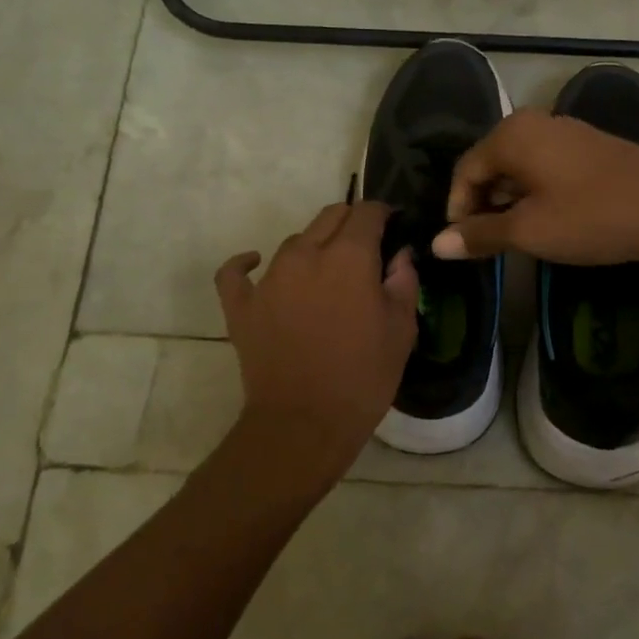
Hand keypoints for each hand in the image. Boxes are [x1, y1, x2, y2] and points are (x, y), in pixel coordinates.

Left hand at [215, 202, 419, 472]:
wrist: (304, 424)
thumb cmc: (363, 378)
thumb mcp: (401, 330)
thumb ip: (403, 281)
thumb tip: (400, 254)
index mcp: (349, 258)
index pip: (367, 213)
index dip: (384, 215)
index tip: (393, 227)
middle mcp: (306, 255)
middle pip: (330, 217)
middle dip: (352, 223)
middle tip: (366, 249)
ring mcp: (268, 278)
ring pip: (294, 242)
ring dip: (314, 247)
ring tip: (326, 272)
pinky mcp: (241, 305)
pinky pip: (235, 272)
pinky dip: (246, 264)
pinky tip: (254, 264)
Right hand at [432, 109, 638, 265]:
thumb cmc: (592, 216)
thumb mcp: (529, 231)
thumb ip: (480, 234)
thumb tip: (436, 245)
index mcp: (512, 135)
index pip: (464, 171)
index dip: (457, 209)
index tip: (463, 245)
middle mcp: (535, 123)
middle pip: (489, 165)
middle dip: (482, 205)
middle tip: (486, 243)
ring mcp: (566, 132)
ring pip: (519, 167)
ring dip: (509, 201)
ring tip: (515, 237)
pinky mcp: (589, 147)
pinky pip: (545, 167)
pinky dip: (534, 193)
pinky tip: (547, 221)